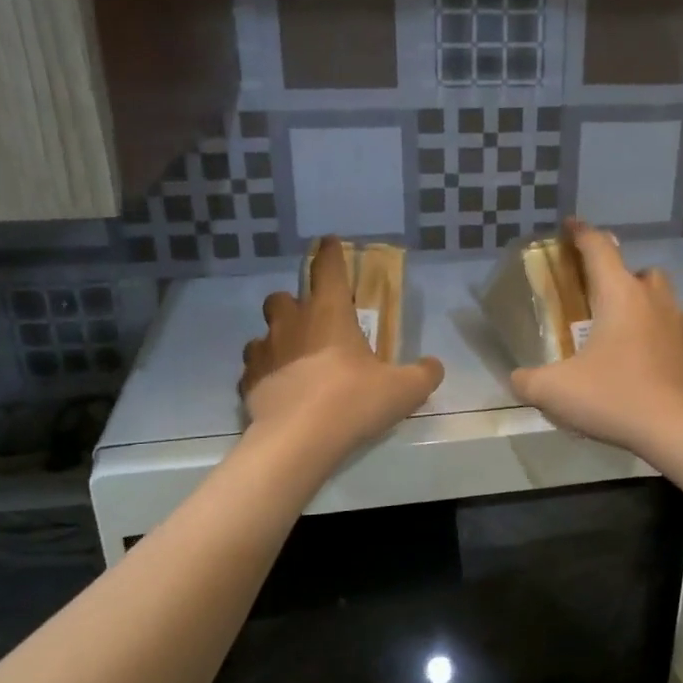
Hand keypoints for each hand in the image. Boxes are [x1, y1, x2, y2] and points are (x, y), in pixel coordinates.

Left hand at [240, 237, 443, 456]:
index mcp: (330, 313)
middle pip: (281, 297)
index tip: (328, 243)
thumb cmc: (354, 401)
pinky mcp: (248, 381)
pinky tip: (277, 391)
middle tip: (310, 323)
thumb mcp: (404, 390)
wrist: (299, 439)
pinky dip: (264, 375)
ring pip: (263, 333)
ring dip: (276, 340)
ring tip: (292, 360)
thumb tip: (433, 366)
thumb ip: (424, 374)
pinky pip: (253, 369)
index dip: (329, 253)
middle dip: (293, 303)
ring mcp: (265, 352)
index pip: (328, 269)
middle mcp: (292, 323)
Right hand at [508, 220, 682, 457]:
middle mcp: (656, 301)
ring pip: (663, 303)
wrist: (679, 431)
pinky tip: (650, 372)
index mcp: (619, 295)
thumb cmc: (615, 398)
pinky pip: (679, 338)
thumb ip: (528, 381)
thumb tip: (518, 378)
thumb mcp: (555, 392)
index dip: (581, 233)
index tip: (570, 226)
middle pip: (640, 272)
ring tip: (625, 342)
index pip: (598, 247)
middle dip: (621, 279)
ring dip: (644, 311)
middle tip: (601, 304)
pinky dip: (663, 345)